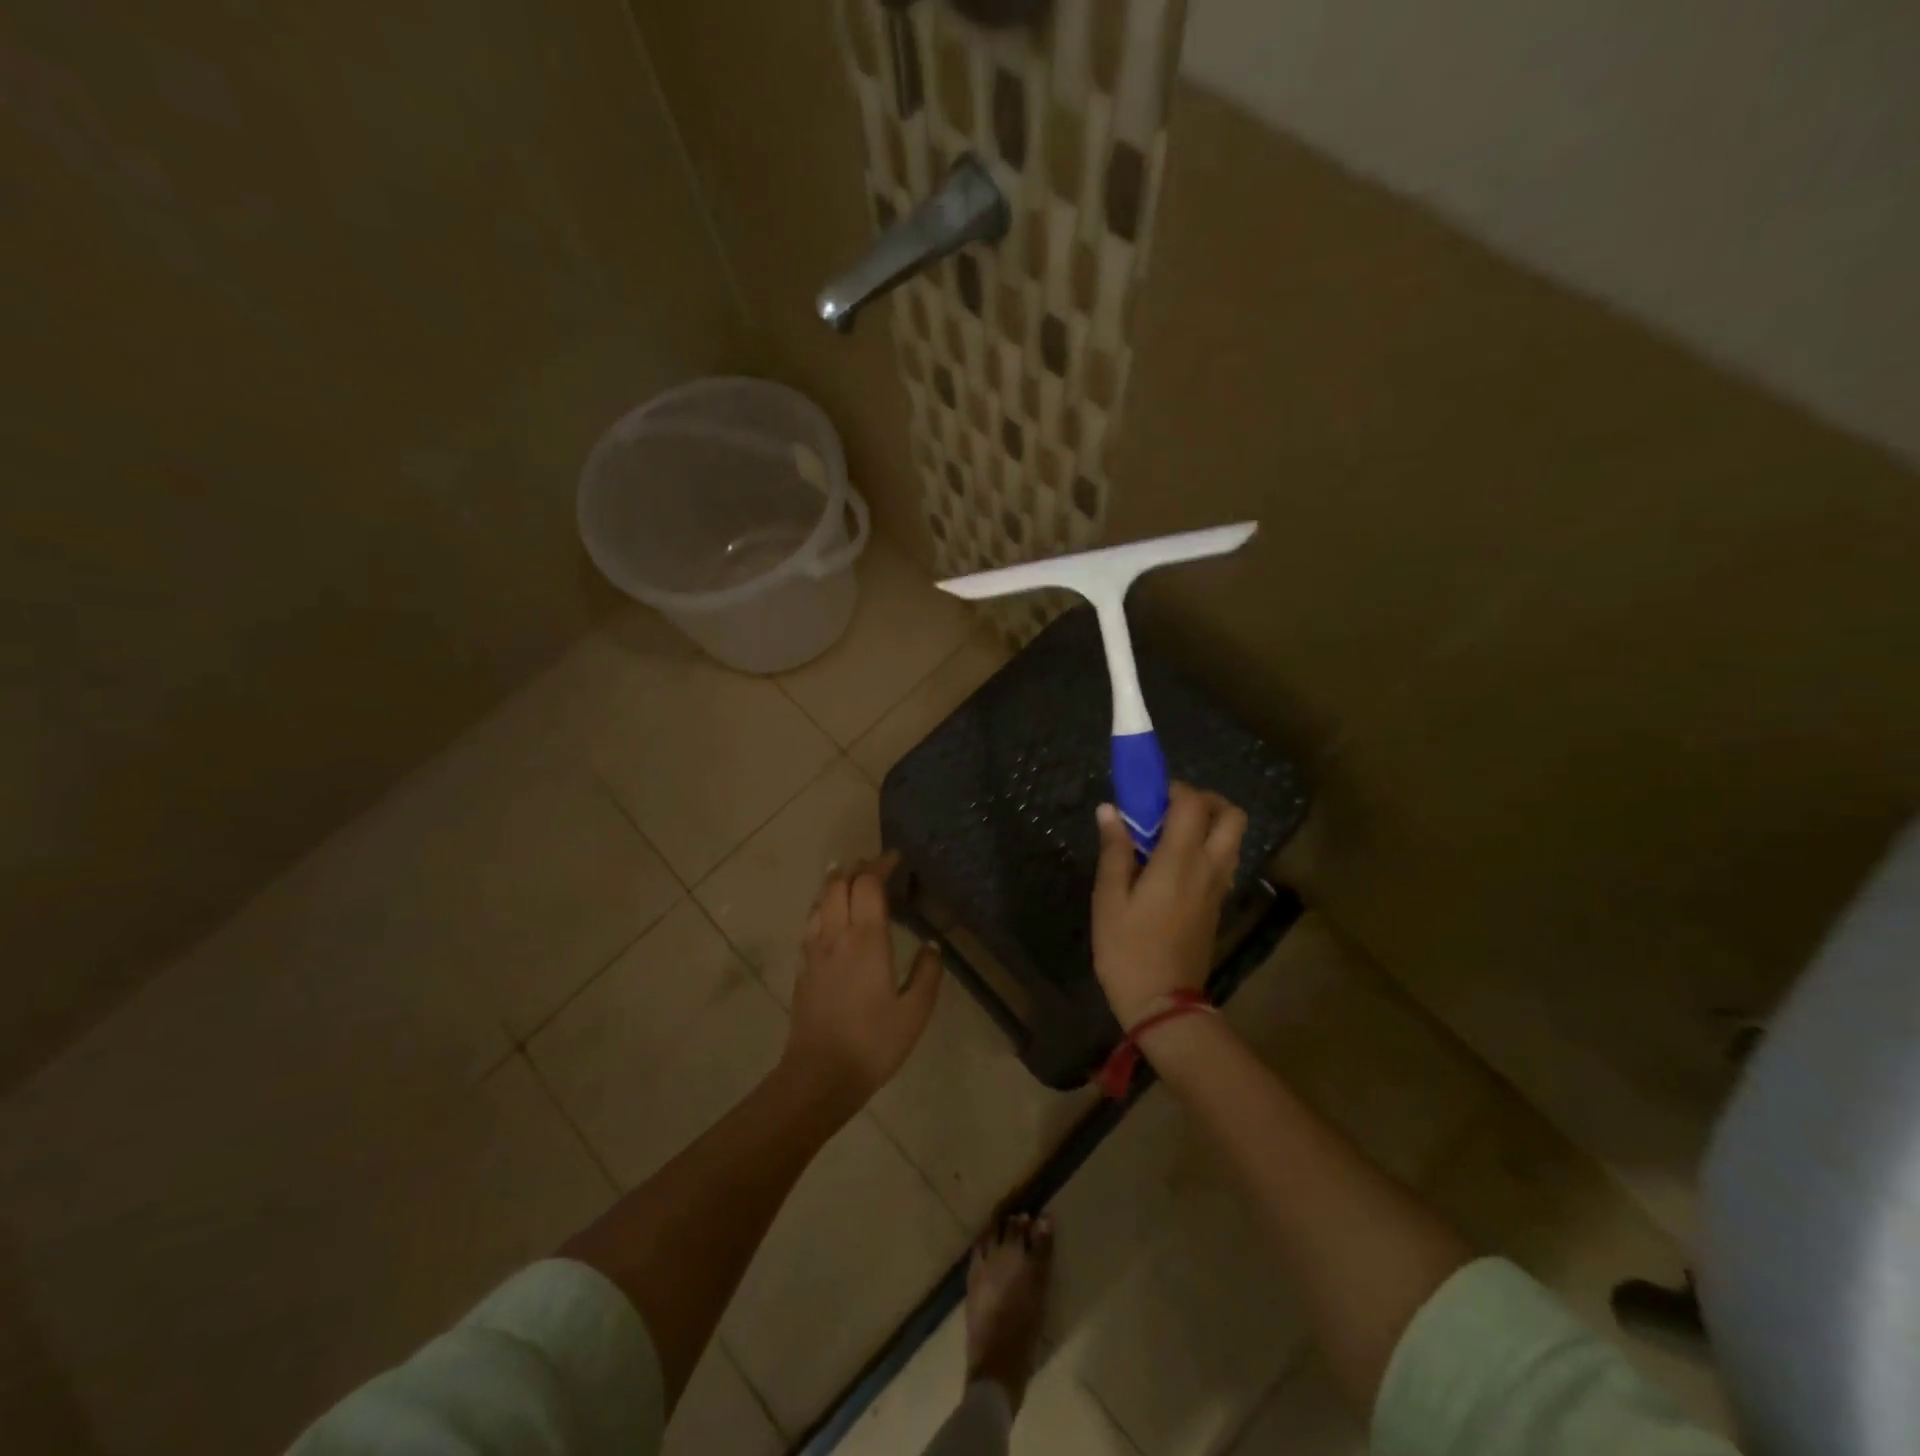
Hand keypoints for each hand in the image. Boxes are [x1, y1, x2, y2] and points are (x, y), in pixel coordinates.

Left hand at [785, 850, 941, 1102]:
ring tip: (850, 881)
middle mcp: (836, 936)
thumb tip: (931, 946)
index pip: (867, 885)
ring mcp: (814, 952)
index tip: (895, 858)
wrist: (819, 1075)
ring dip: (835, 884)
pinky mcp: (802, 969)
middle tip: (875, 867)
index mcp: (866, 940)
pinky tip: (830, 919)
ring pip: (819, 901)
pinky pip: (810, 924)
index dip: (880, 865)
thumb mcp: (914, 1012)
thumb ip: (927, 974)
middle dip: (855, 868)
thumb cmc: (873, 1043)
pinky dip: (822, 908)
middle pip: (837, 884)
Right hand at [1091, 783, 1246, 1026]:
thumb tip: (1110, 810)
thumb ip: (1114, 850)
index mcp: (1180, 861)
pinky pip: (1224, 860)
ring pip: (1232, 838)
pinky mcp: (1217, 904)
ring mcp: (1218, 887)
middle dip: (1204, 800)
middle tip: (1169, 809)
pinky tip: (1173, 863)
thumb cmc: (1127, 949)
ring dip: (1208, 824)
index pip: (1193, 804)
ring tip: (1169, 835)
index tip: (1146, 796)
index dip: (1173, 788)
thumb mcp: (1109, 899)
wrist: (1163, 1003)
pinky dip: (1207, 847)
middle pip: (1231, 815)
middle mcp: (1209, 867)